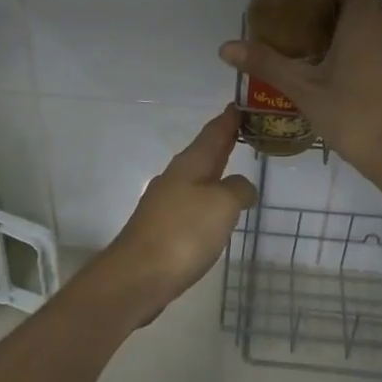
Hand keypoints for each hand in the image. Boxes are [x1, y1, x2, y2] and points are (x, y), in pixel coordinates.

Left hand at [92, 107, 258, 323]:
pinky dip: (207, 200)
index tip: (239, 105)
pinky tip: (214, 212)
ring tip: (234, 170)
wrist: (138, 276)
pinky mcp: (162, 230)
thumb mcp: (222, 205)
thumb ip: (238, 189)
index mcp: (190, 165)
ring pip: (196, 179)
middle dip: (222, 143)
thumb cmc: (183, 233)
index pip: (213, 133)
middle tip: (242, 131)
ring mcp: (165, 204)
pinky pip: (191, 205)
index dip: (228, 120)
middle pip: (203, 154)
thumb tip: (242, 187)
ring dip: (214, 173)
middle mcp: (175, 178)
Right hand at [219, 0, 381, 184]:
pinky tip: (365, 86)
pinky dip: (381, 55)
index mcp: (364, 18)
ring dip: (361, 33)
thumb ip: (266, 63)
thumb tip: (224, 47)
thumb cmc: (352, 116)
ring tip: (336, 64)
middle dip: (342, 8)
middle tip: (312, 35)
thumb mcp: (303, 90)